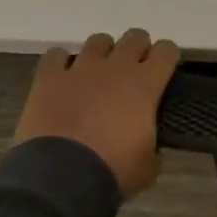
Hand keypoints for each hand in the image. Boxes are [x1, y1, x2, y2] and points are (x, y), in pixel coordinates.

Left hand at [14, 29, 179, 197]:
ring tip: (98, 74)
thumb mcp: (148, 165)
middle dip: (137, 50)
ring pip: (98, 41)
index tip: (164, 72)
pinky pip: (56, 56)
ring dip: (102, 53)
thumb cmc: (112, 171)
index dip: (167, 58)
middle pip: (134, 37)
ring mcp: (81, 69)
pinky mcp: (48, 79)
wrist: (59, 179)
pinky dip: (61, 63)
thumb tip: (150, 146)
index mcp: (146, 83)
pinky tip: (63, 78)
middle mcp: (116, 67)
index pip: (167, 50)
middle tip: (133, 72)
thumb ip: (153, 145)